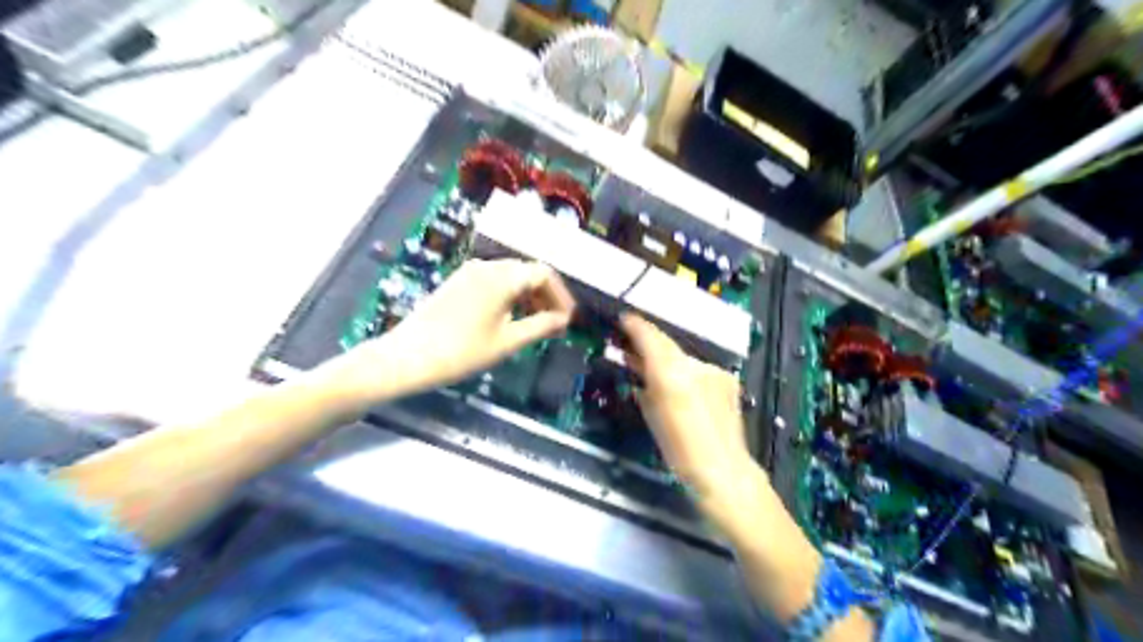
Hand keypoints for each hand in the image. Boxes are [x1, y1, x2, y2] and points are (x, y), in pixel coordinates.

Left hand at [336, 256, 570, 400]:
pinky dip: (509, 296)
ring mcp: (469, 272)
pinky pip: (493, 282)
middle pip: (527, 272)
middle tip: (554, 324)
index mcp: (502, 277)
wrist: (406, 357)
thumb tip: (563, 320)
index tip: (567, 320)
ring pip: (510, 276)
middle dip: (545, 296)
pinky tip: (509, 318)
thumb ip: (540, 327)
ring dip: (528, 297)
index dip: (561, 296)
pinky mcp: (457, 282)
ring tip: (535, 324)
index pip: (544, 274)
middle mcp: (487, 266)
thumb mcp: (507, 342)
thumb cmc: (461, 352)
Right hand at [622, 315, 755, 506]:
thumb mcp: (651, 415)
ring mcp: (713, 370)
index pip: (649, 337)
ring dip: (668, 359)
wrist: (722, 469)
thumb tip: (636, 365)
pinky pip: (699, 368)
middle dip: (649, 342)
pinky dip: (687, 372)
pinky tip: (683, 387)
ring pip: (683, 356)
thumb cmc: (678, 450)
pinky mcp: (727, 378)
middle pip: (666, 343)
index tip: (624, 318)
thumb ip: (643, 385)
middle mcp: (693, 364)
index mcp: (670, 373)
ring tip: (653, 368)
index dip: (634, 325)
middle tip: (632, 345)